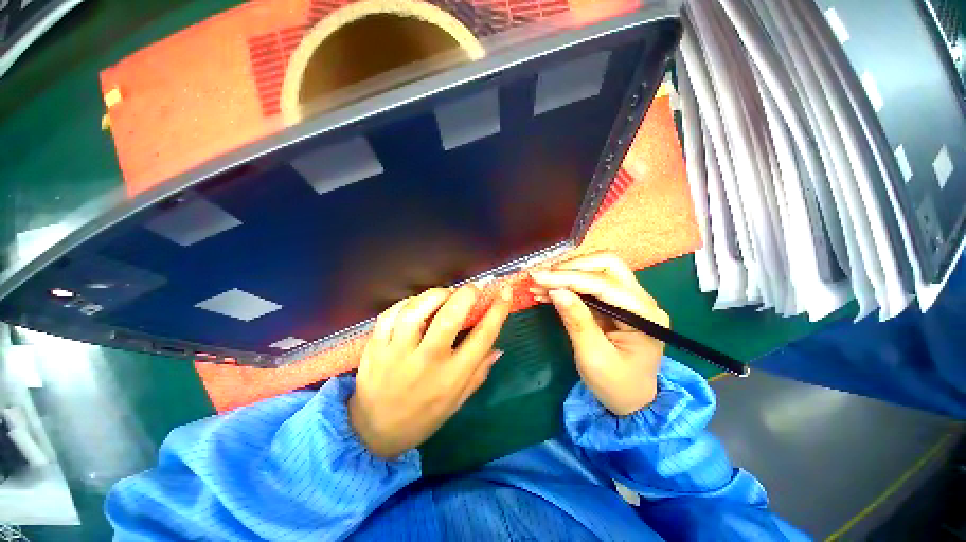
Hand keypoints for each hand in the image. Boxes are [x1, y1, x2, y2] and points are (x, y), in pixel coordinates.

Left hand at [349, 285, 511, 458]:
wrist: (374, 432)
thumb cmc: (423, 417)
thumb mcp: (458, 402)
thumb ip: (479, 373)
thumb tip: (498, 348)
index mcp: (452, 377)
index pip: (482, 337)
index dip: (497, 310)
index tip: (504, 292)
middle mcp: (427, 362)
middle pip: (450, 318)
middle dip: (466, 295)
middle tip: (473, 288)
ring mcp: (397, 353)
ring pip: (417, 311)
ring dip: (436, 295)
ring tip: (445, 294)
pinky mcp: (375, 347)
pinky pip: (390, 314)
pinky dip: (407, 302)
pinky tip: (417, 304)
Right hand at [530, 252, 668, 415]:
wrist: (632, 400)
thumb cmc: (616, 385)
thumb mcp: (593, 357)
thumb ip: (577, 321)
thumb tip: (556, 290)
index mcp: (644, 315)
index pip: (603, 283)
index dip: (568, 277)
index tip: (538, 277)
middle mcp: (641, 300)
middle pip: (607, 265)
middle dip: (571, 268)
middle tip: (542, 277)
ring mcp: (629, 299)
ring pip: (597, 270)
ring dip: (567, 274)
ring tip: (539, 284)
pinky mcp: (615, 303)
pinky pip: (590, 285)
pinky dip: (568, 285)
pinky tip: (547, 291)